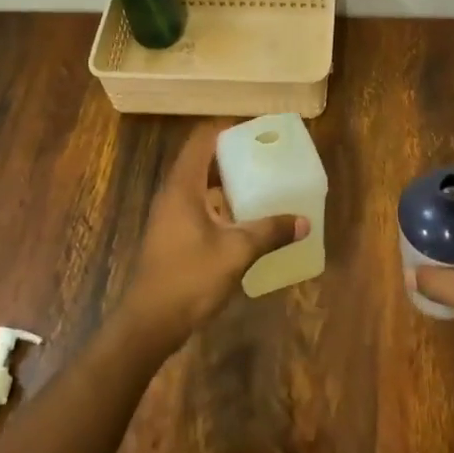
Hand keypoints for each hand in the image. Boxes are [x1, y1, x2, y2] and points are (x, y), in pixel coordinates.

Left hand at [117, 121, 307, 353]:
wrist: (150, 323)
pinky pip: (198, 205)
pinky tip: (244, 218)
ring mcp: (170, 215)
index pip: (202, 140)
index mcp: (183, 186)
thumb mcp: (236, 252)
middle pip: (201, 159)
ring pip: (200, 184)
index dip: (226, 129)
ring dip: (226, 180)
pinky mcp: (172, 235)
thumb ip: (270, 232)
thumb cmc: (190, 278)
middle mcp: (173, 193)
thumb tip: (304, 221)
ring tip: (260, 182)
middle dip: (232, 154)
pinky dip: (220, 203)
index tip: (255, 130)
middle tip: (265, 155)